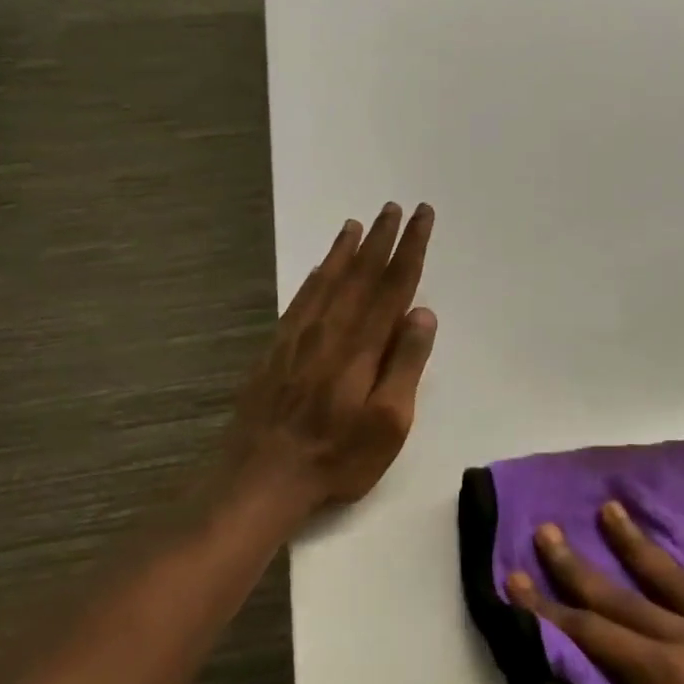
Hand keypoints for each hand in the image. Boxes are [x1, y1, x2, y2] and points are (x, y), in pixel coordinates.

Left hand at [221, 202, 436, 515]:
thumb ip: (405, 364)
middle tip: (395, 207)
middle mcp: (330, 330)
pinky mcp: (278, 349)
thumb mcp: (388, 422)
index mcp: (361, 345)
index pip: (393, 286)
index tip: (423, 217)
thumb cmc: (337, 455)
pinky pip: (302, 298)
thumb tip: (423, 313)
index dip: (411, 249)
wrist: (261, 476)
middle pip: (360, 274)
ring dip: (346, 250)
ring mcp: (299, 337)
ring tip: (357, 224)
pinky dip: (316, 275)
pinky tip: (320, 269)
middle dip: (382, 239)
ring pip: (328, 280)